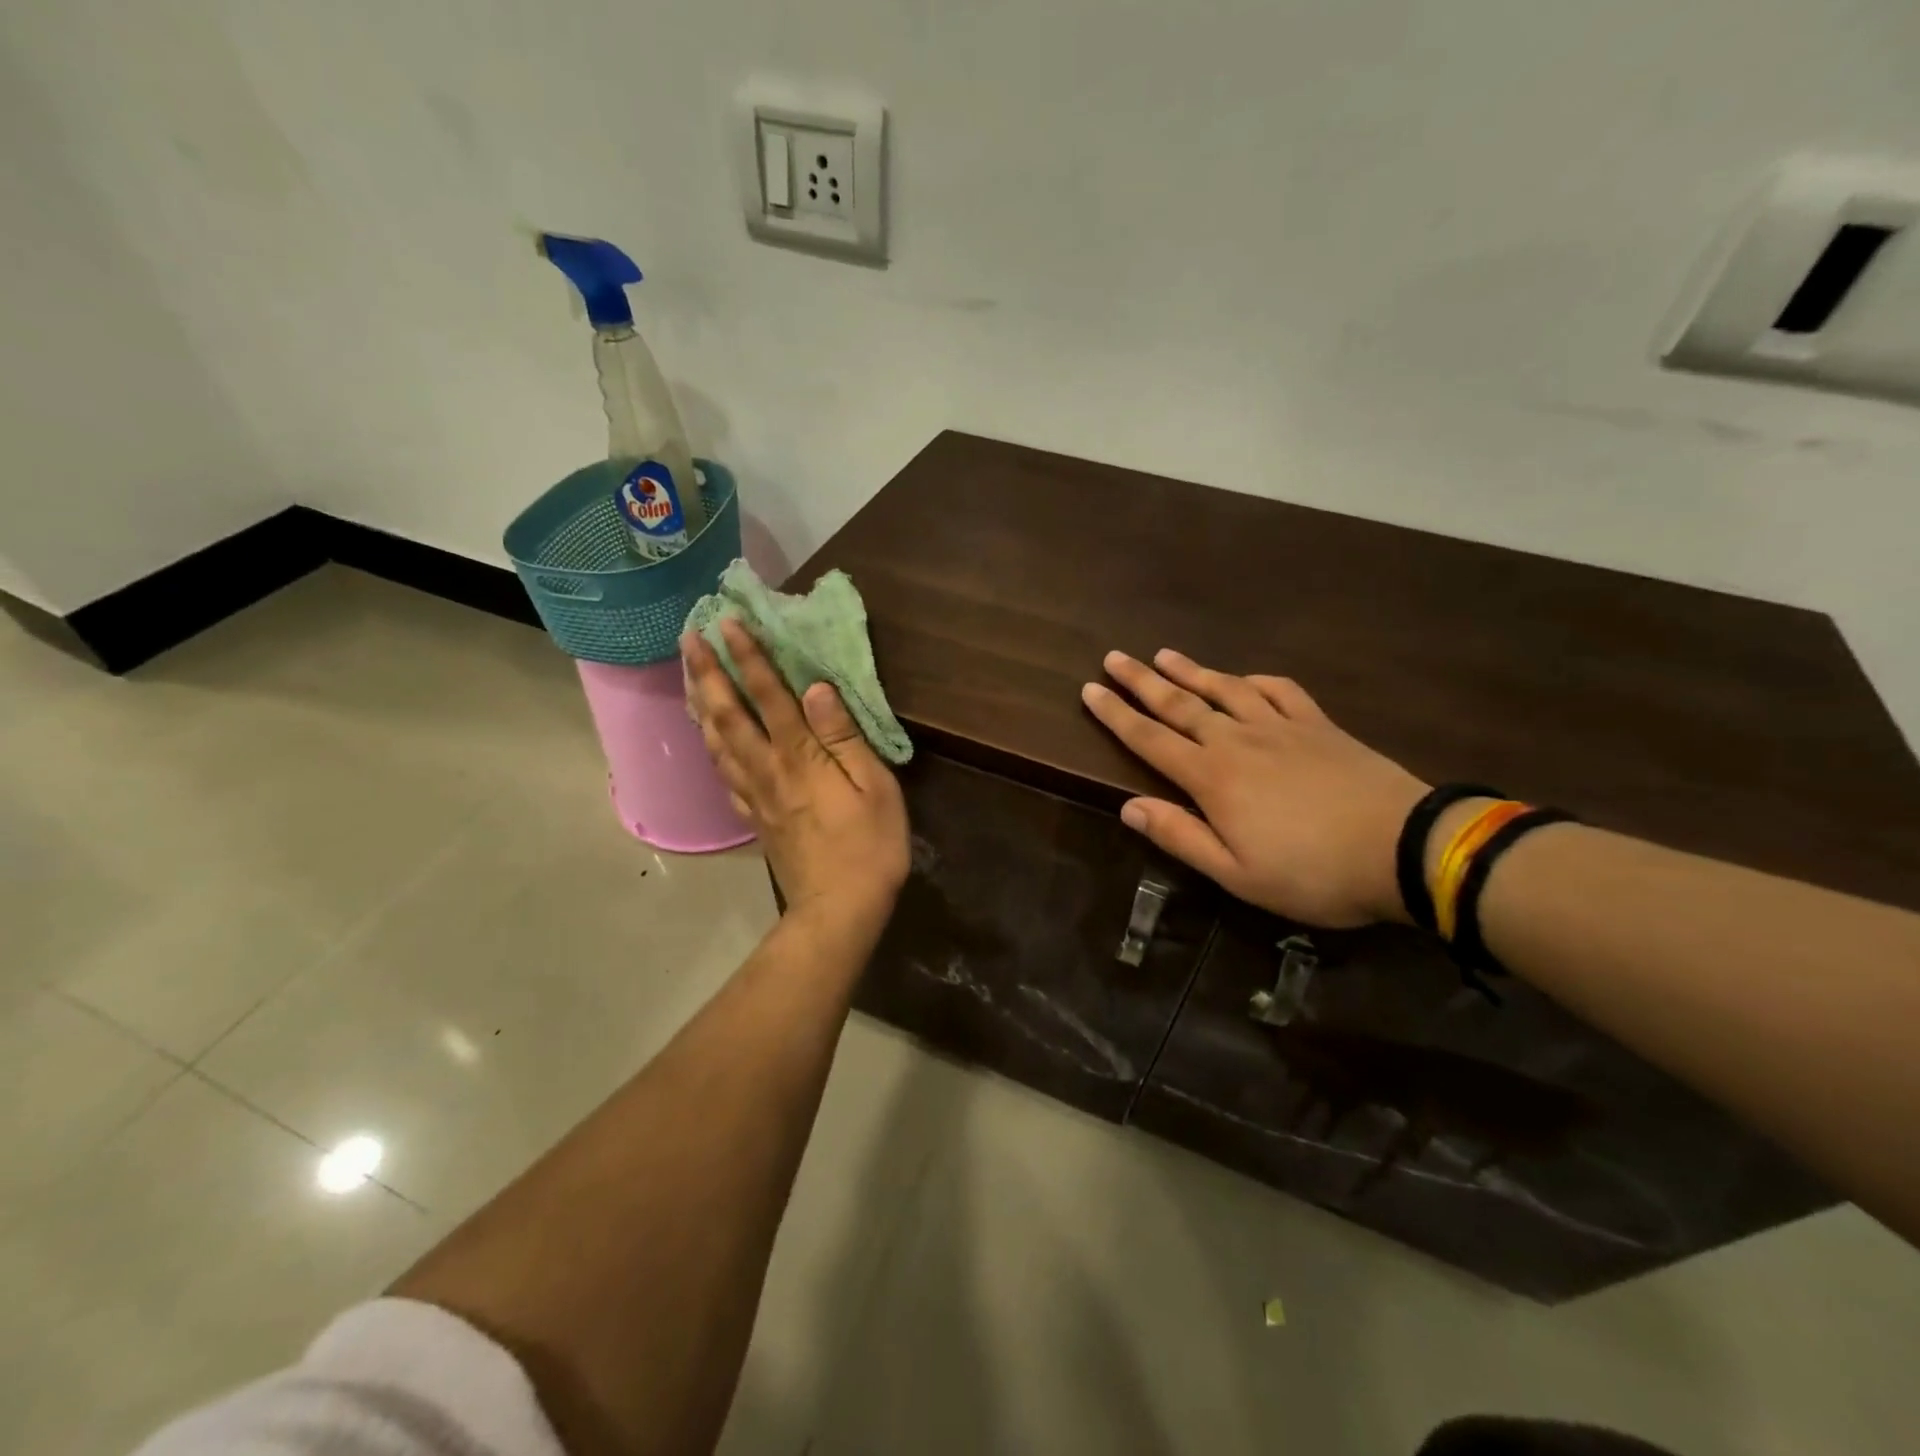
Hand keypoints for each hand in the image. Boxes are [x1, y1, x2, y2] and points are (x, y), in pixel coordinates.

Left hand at [684, 620, 908, 934]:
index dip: (749, 657)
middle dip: (707, 673)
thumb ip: (843, 736)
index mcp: (800, 756)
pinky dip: (710, 747)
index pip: (768, 696)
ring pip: (717, 741)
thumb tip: (818, 688)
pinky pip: (723, 774)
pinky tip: (706, 737)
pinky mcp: (754, 817)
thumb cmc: (868, 846)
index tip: (728, 622)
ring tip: (687, 674)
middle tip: (688, 638)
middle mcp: (768, 768)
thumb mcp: (874, 787)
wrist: (837, 909)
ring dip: (700, 703)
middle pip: (728, 714)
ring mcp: (755, 794)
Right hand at [1082, 650, 1427, 926]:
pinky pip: (1279, 690)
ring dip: (1191, 671)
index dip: (1116, 715)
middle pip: (1179, 704)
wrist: (1404, 848)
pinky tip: (1243, 678)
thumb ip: (1180, 836)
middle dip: (1141, 681)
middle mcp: (1237, 741)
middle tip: (1113, 658)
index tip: (1089, 691)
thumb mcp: (1236, 873)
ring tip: (1164, 654)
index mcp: (1212, 778)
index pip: (1150, 740)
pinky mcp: (1319, 725)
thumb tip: (1127, 807)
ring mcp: (1280, 727)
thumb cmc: (1312, 873)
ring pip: (1224, 689)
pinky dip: (1254, 680)